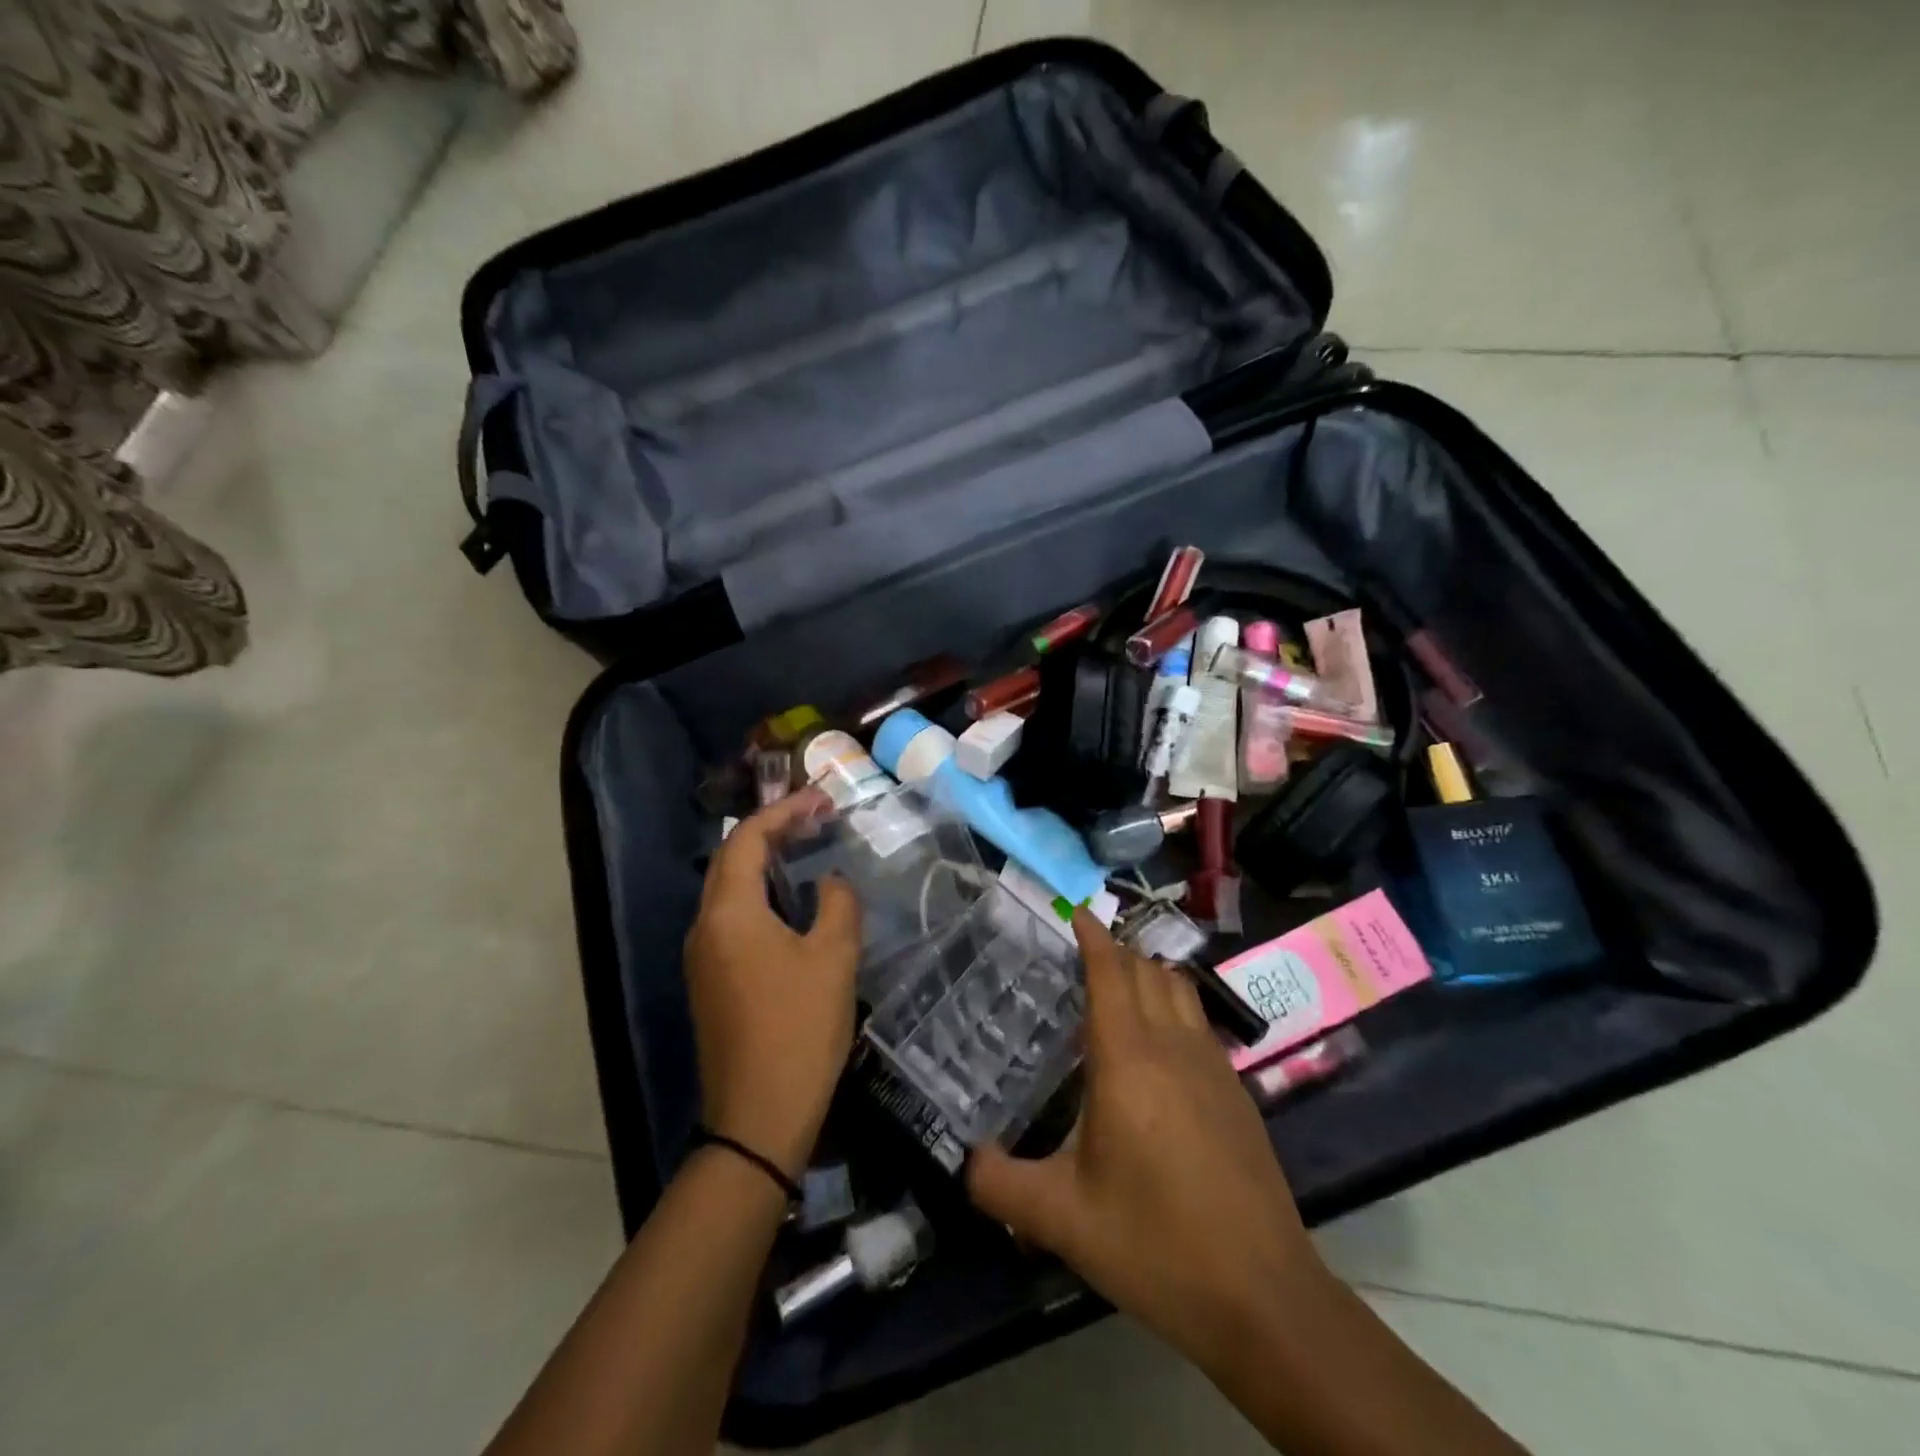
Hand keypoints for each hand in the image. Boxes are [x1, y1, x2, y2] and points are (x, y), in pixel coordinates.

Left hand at [682, 790, 860, 1178]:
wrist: (757, 1118)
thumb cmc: (798, 1029)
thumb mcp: (833, 958)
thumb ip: (837, 903)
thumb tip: (830, 882)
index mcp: (729, 912)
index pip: (748, 839)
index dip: (784, 812)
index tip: (822, 800)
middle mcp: (704, 927)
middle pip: (733, 860)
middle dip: (774, 833)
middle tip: (818, 820)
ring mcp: (702, 958)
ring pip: (731, 891)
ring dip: (767, 865)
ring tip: (809, 853)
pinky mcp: (710, 983)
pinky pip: (733, 920)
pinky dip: (762, 897)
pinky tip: (794, 908)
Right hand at [967, 912, 1332, 1366]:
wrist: (1263, 1296)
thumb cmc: (1154, 1244)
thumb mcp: (1061, 1220)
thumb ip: (999, 1184)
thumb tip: (962, 1161)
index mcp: (1128, 1058)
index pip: (1110, 970)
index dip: (1092, 934)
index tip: (1073, 910)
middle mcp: (1173, 1046)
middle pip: (1146, 970)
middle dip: (1115, 949)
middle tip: (1080, 952)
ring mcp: (1213, 1066)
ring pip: (1180, 989)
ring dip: (1148, 973)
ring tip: (1117, 987)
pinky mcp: (1237, 1092)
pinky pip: (1199, 1022)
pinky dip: (1173, 1007)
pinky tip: (1157, 1047)